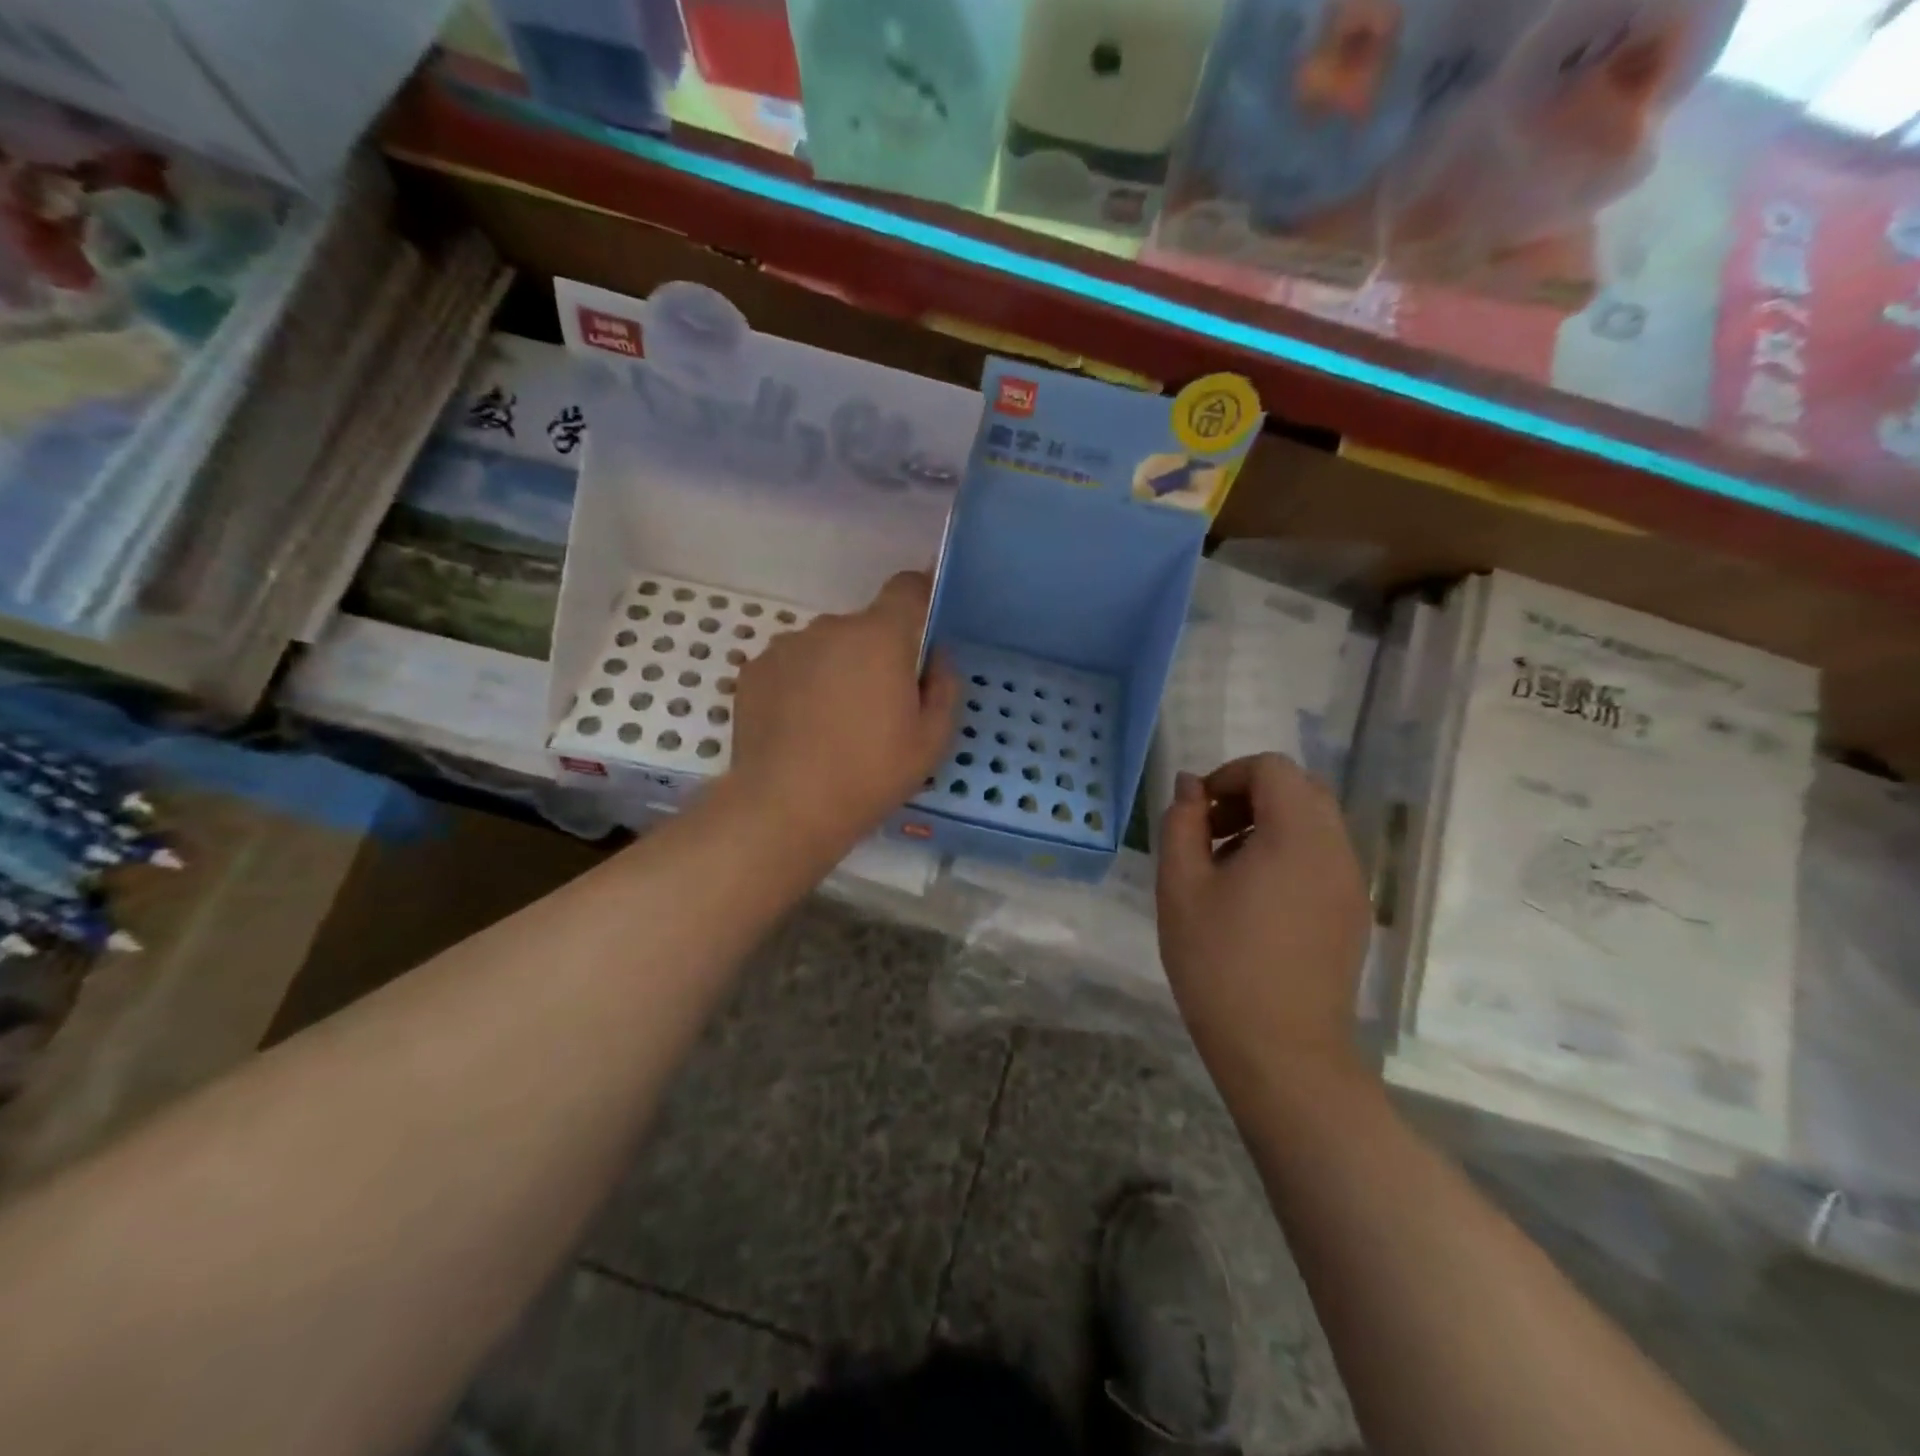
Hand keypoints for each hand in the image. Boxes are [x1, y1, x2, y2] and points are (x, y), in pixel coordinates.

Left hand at [728, 571, 959, 851]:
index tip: (923, 630)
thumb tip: (935, 655)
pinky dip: (801, 686)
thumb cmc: (870, 774)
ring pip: (826, 648)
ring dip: (836, 671)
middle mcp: (830, 628)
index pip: (907, 588)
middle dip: (876, 656)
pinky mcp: (754, 671)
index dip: (920, 598)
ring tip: (832, 725)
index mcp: (880, 637)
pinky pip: (792, 667)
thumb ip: (944, 686)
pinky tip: (800, 729)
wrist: (785, 808)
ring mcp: (786, 647)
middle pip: (865, 627)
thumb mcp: (932, 740)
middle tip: (878, 709)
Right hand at [1157, 754, 1370, 1087]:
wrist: (1281, 1053)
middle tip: (1210, 835)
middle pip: (1301, 790)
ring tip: (1226, 872)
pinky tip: (1255, 902)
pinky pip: (1322, 859)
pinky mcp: (1353, 915)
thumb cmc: (1220, 963)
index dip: (1229, 776)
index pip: (1273, 768)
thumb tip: (1191, 786)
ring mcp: (1352, 885)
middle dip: (1250, 797)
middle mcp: (1337, 850)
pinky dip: (1288, 855)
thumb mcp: (1181, 886)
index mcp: (1297, 835)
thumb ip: (1182, 823)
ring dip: (1268, 826)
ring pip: (1314, 824)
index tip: (1197, 813)